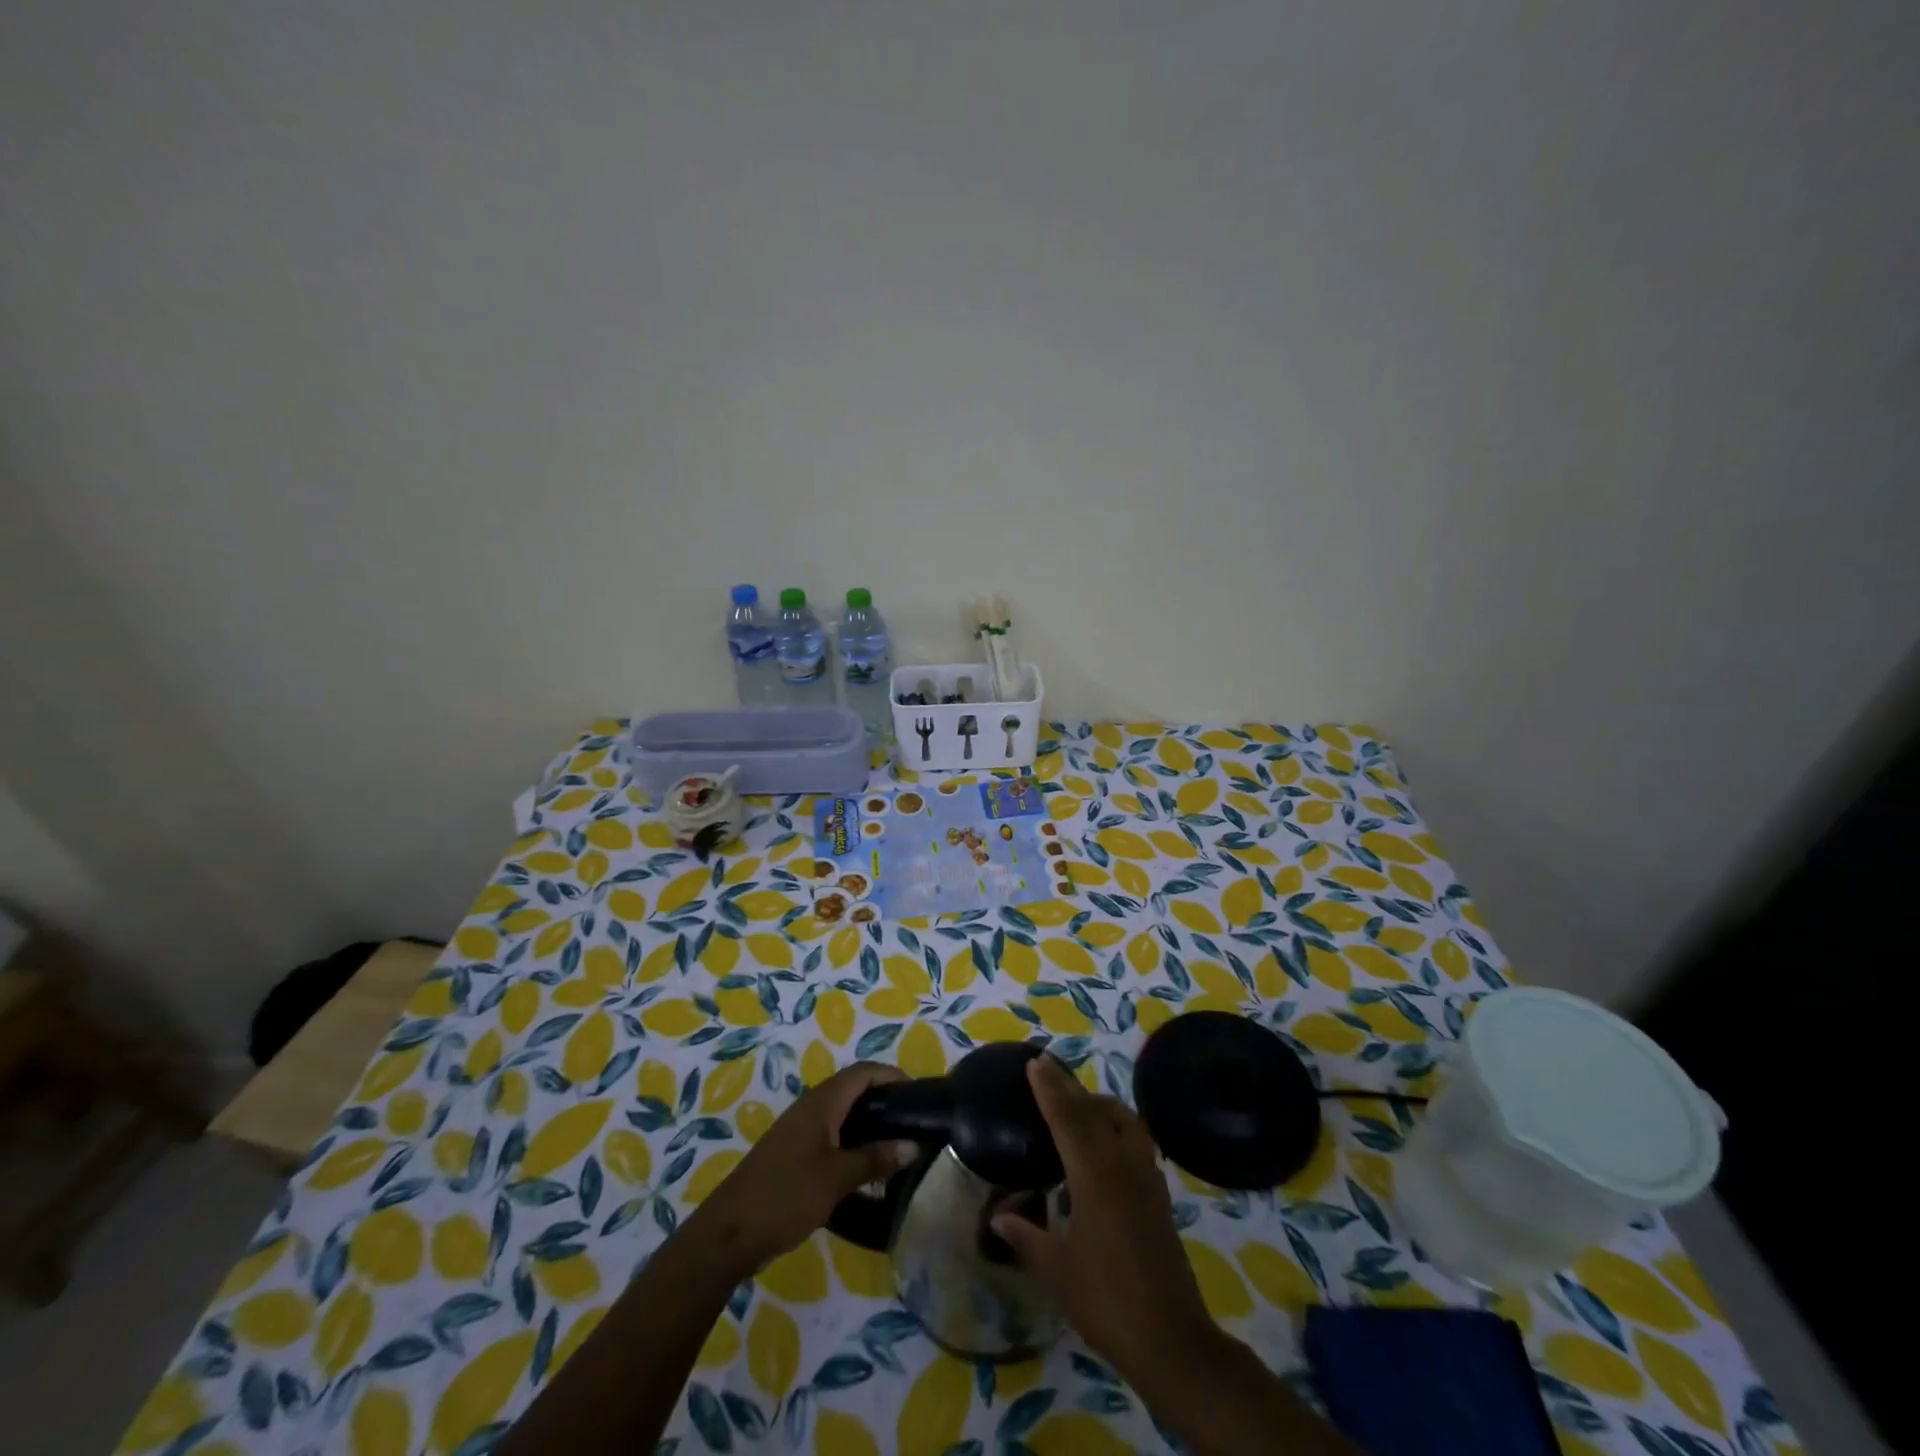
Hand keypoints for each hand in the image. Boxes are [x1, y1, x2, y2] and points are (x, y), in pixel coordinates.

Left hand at [691, 1061, 918, 1279]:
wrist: (729, 1233)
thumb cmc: (786, 1195)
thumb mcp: (836, 1178)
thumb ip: (875, 1159)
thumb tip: (913, 1145)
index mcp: (822, 1102)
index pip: (863, 1072)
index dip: (891, 1075)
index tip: (920, 1093)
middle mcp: (811, 1107)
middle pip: (854, 1089)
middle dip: (884, 1099)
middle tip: (913, 1121)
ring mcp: (800, 1130)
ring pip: (843, 1114)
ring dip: (869, 1123)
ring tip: (897, 1144)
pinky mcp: (793, 1153)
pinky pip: (831, 1135)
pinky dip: (853, 1142)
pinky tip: (866, 1168)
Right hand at [991, 1054, 1219, 1384]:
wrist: (1171, 1337)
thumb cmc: (1106, 1301)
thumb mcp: (1057, 1271)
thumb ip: (1026, 1236)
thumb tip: (998, 1214)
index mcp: (1094, 1176)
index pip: (1067, 1119)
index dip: (1049, 1089)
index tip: (1034, 1062)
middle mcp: (1122, 1164)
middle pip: (1094, 1111)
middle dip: (1068, 1086)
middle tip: (1047, 1065)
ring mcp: (1146, 1176)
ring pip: (1123, 1119)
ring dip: (1097, 1102)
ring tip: (1076, 1100)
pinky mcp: (1159, 1192)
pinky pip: (1136, 1138)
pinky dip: (1117, 1124)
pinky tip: (1105, 1140)